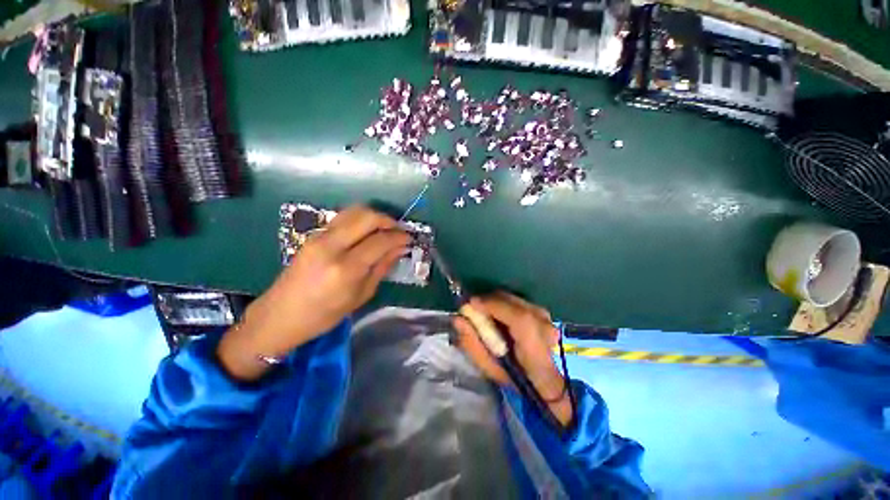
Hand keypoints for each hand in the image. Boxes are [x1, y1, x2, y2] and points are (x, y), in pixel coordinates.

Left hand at [218, 205, 410, 380]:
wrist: (280, 315)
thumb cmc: (324, 315)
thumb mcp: (361, 295)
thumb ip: (382, 267)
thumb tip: (400, 249)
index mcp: (346, 268)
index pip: (380, 241)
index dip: (398, 237)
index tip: (409, 239)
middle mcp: (331, 246)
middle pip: (366, 217)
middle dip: (388, 220)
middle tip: (398, 231)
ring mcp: (319, 237)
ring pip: (353, 211)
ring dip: (374, 216)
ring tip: (384, 229)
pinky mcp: (313, 235)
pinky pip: (343, 218)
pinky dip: (360, 220)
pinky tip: (366, 232)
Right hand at [453, 292, 572, 426]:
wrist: (545, 381)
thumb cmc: (515, 378)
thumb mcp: (489, 367)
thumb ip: (472, 343)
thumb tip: (457, 319)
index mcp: (529, 336)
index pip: (505, 309)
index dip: (485, 304)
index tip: (468, 305)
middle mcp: (540, 319)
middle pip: (507, 298)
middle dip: (487, 301)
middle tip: (474, 310)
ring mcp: (543, 314)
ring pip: (511, 297)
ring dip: (495, 302)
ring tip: (486, 314)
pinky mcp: (542, 312)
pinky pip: (517, 301)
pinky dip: (504, 305)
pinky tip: (500, 317)